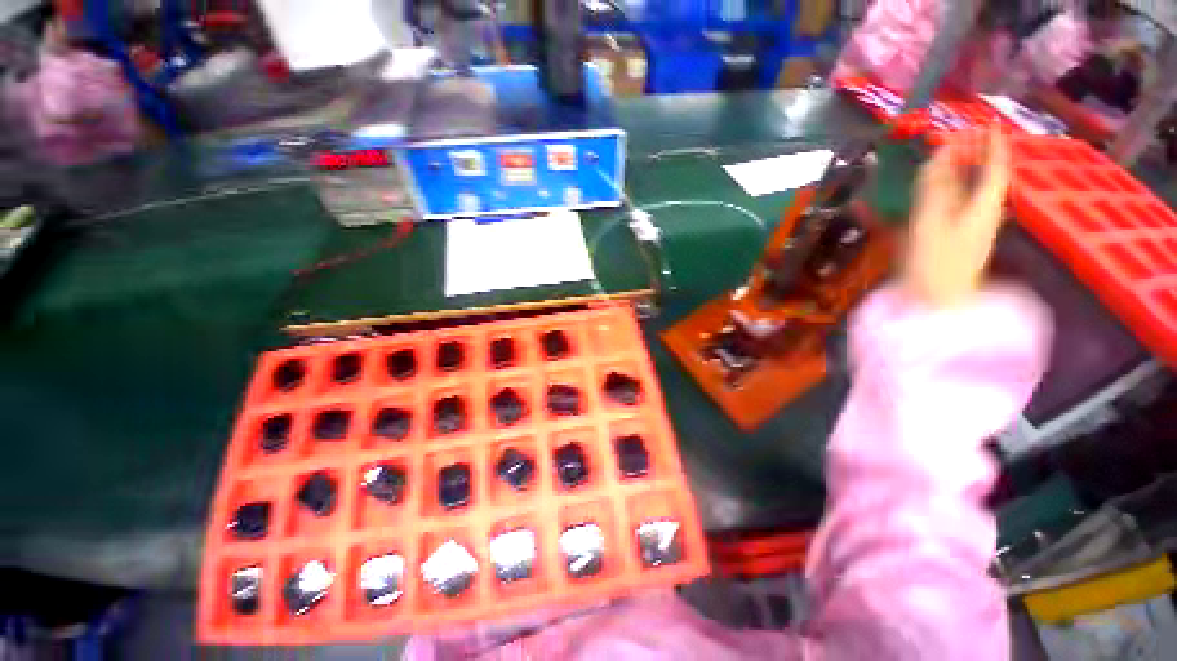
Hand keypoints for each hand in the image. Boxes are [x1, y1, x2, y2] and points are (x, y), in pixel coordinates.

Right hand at [904, 128, 1010, 307]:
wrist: (935, 306)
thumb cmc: (936, 265)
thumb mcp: (932, 223)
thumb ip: (935, 188)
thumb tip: (940, 154)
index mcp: (984, 208)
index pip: (996, 169)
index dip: (993, 145)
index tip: (988, 124)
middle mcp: (980, 215)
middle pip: (981, 180)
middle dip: (971, 159)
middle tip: (956, 141)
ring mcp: (966, 230)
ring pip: (964, 195)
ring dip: (953, 177)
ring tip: (941, 163)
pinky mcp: (951, 243)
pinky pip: (949, 212)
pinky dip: (940, 199)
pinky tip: (927, 196)